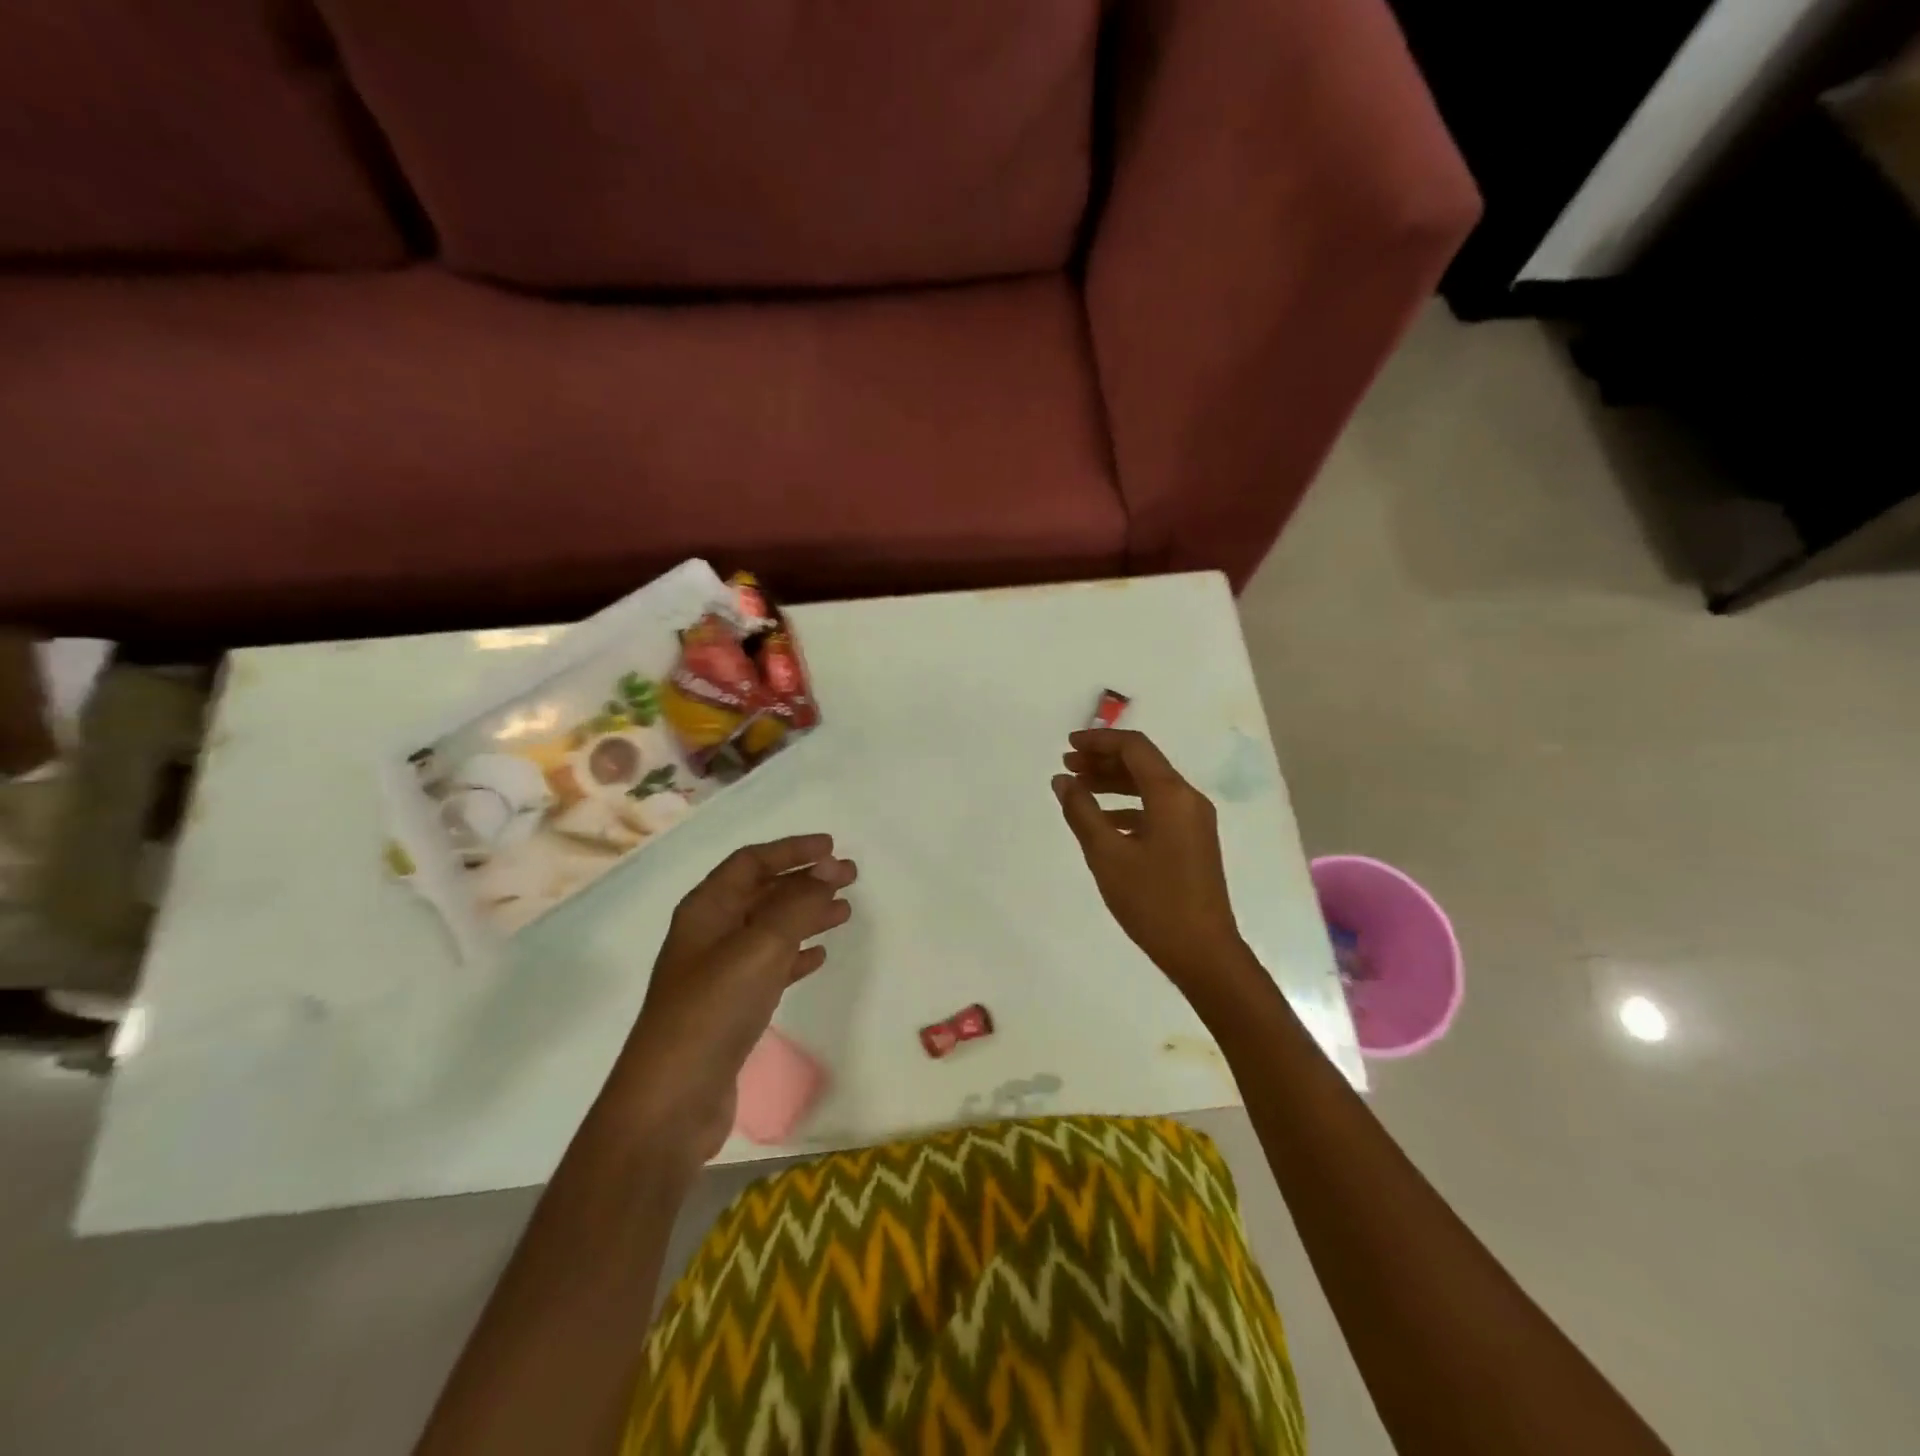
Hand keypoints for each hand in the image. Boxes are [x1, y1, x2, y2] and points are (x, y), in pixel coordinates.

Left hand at [610, 834, 855, 1173]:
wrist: (672, 1100)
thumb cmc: (712, 1011)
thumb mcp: (759, 947)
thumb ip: (797, 905)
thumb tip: (829, 871)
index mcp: (706, 909)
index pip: (752, 861)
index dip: (792, 850)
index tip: (833, 848)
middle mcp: (710, 933)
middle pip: (763, 892)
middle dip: (805, 880)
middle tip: (850, 877)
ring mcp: (719, 971)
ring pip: (770, 928)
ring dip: (806, 915)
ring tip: (844, 912)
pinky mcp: (731, 1007)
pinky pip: (770, 965)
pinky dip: (796, 954)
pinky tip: (819, 955)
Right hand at [1053, 729, 1248, 994]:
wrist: (1203, 951)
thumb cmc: (1152, 901)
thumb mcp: (1107, 855)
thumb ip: (1082, 812)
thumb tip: (1063, 780)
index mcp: (1172, 795)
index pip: (1135, 748)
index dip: (1100, 741)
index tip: (1068, 745)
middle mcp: (1188, 799)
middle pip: (1143, 764)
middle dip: (1104, 760)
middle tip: (1067, 765)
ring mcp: (1194, 822)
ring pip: (1150, 787)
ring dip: (1114, 782)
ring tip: (1078, 787)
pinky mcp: (1192, 842)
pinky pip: (1157, 809)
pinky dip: (1128, 806)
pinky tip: (1102, 820)